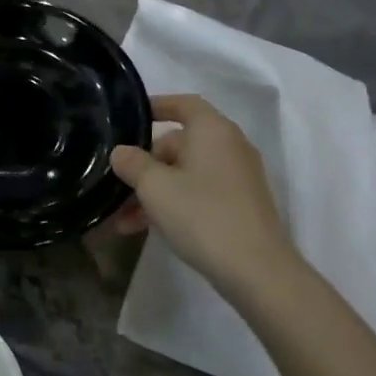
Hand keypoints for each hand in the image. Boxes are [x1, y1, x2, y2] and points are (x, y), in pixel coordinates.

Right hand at [110, 95, 301, 294]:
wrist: (257, 272)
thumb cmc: (203, 216)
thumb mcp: (155, 187)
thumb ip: (132, 163)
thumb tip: (121, 152)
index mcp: (213, 130)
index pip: (183, 104)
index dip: (156, 106)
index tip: (129, 118)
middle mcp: (230, 146)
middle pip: (180, 143)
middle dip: (145, 164)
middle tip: (118, 184)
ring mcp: (238, 177)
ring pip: (185, 173)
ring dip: (154, 191)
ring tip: (123, 218)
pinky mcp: (240, 205)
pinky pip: (199, 193)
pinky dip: (174, 204)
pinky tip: (146, 229)